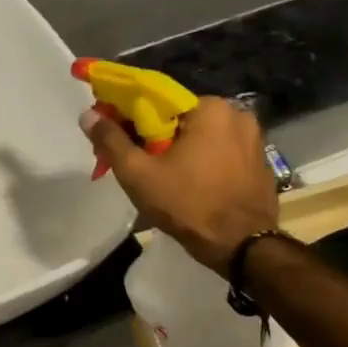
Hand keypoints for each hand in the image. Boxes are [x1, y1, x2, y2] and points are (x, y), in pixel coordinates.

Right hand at [81, 98, 279, 273]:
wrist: (241, 245)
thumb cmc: (187, 204)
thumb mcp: (138, 173)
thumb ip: (111, 140)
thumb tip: (88, 115)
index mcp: (209, 108)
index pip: (157, 101)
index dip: (129, 118)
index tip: (114, 138)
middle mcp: (236, 114)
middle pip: (178, 119)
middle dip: (153, 137)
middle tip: (134, 163)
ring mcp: (253, 139)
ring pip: (199, 136)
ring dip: (176, 150)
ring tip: (159, 177)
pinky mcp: (259, 162)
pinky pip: (218, 152)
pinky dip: (199, 161)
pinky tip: (187, 184)